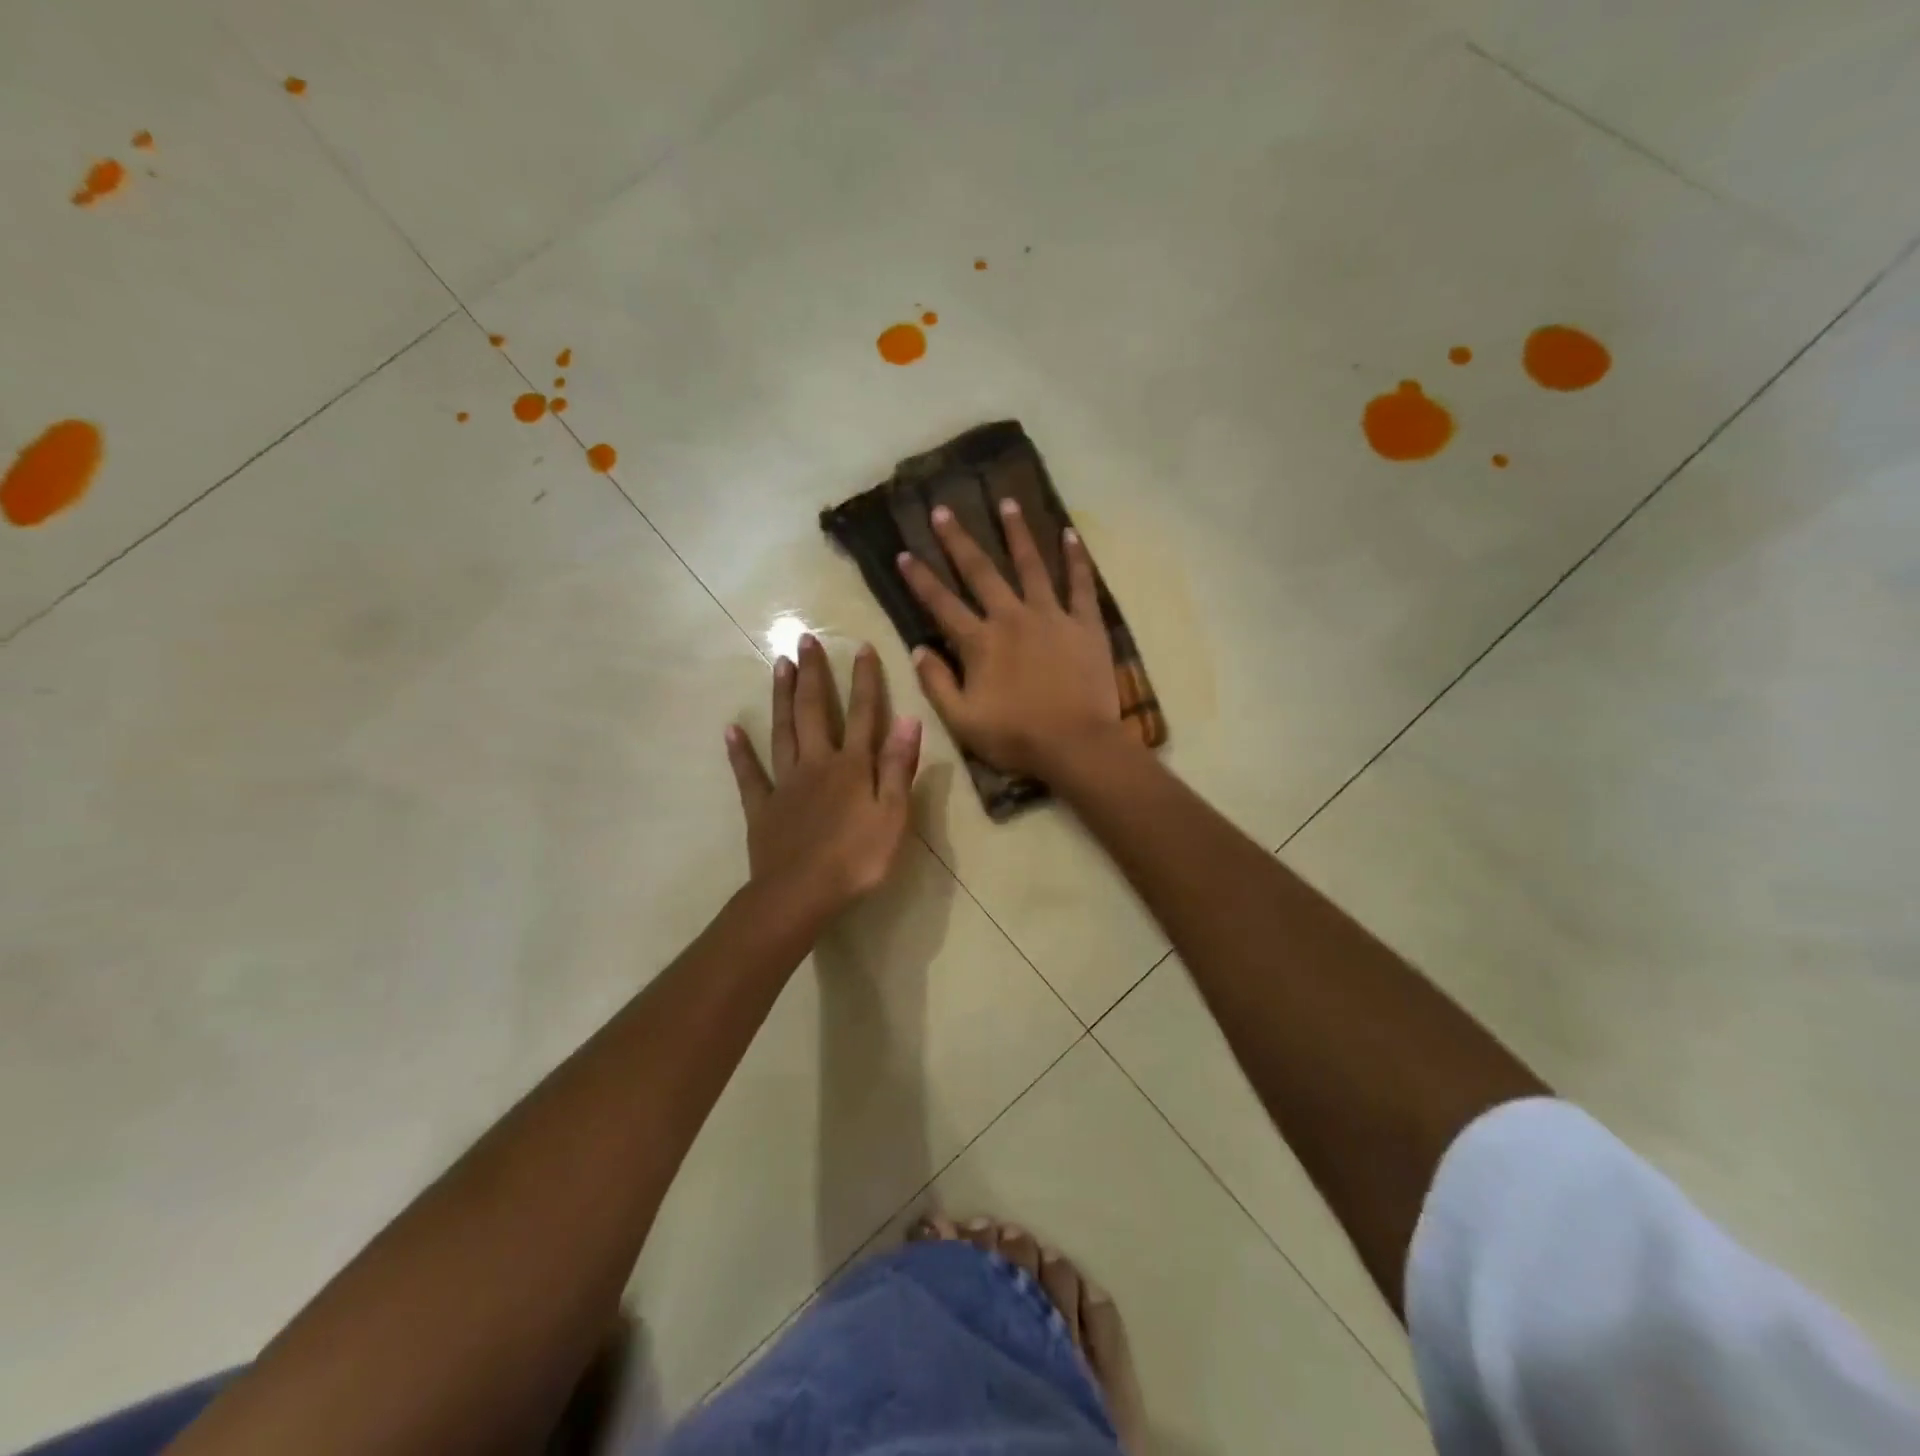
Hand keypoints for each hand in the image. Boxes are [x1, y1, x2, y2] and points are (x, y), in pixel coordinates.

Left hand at [725, 634, 922, 923]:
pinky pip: (749, 774)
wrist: (800, 895)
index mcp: (852, 766)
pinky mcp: (762, 806)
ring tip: (779, 666)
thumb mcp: (893, 816)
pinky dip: (739, 752)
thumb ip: (899, 767)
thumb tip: (910, 719)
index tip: (862, 647)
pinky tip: (730, 730)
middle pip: (814, 711)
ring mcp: (785, 783)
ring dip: (782, 698)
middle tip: (804, 639)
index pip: (863, 715)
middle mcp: (817, 764)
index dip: (865, 681)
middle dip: (813, 674)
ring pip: (782, 731)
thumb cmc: (857, 859)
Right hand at [898, 500, 1121, 777]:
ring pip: (1031, 565)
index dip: (920, 579)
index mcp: (980, 642)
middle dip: (958, 540)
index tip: (903, 553)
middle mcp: (1012, 617)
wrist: (1077, 744)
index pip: (942, 604)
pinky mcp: (1085, 624)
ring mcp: (1051, 616)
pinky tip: (1070, 534)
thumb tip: (917, 649)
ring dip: (1017, 533)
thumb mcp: (963, 721)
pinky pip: (1081, 584)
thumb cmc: (1016, 737)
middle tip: (944, 510)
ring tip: (1007, 502)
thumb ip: (937, 683)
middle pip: (981, 572)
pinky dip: (1076, 558)